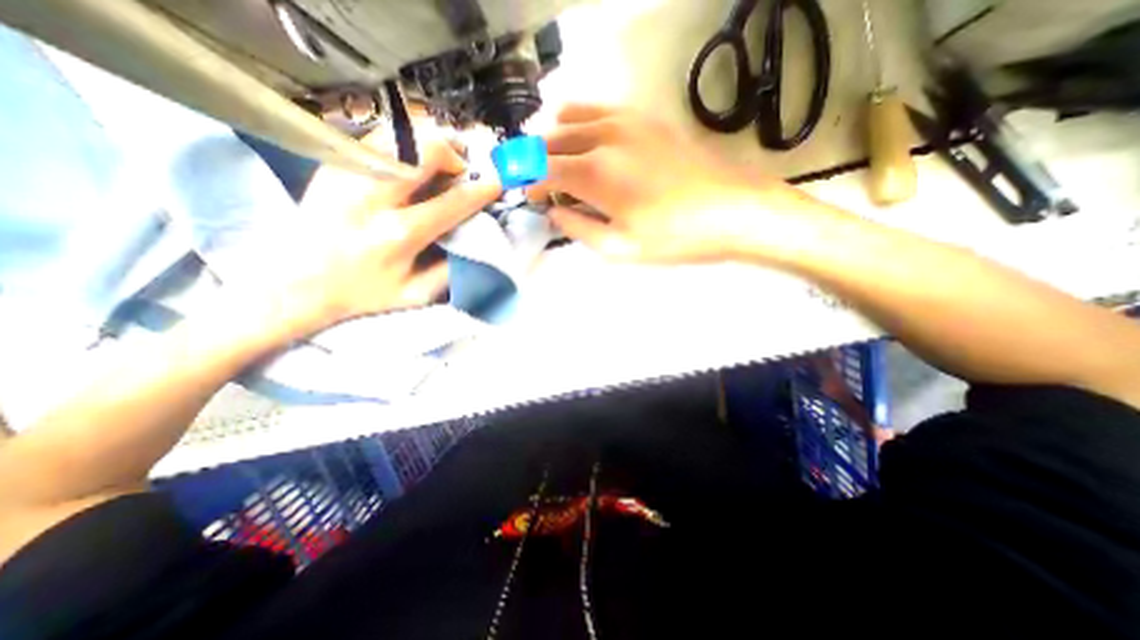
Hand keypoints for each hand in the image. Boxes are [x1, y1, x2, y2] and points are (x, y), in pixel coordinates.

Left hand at [251, 138, 499, 331]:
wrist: (294, 283)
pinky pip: (376, 140)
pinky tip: (407, 165)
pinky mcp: (332, 167)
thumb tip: (474, 241)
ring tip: (435, 165)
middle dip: (453, 155)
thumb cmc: (362, 293)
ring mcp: (349, 175)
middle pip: (423, 151)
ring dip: (426, 147)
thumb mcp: (415, 294)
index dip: (481, 190)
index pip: (453, 202)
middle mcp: (375, 197)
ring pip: (399, 136)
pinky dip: (401, 146)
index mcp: (400, 234)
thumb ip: (450, 269)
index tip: (496, 183)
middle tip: (460, 170)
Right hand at [531, 104, 815, 262]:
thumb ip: (578, 228)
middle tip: (538, 182)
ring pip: (571, 118)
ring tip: (556, 161)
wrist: (730, 210)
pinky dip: (579, 122)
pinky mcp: (644, 118)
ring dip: (554, 139)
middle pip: (552, 140)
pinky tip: (584, 140)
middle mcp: (604, 138)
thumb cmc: (673, 237)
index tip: (531, 198)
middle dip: (536, 161)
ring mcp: (625, 122)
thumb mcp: (619, 248)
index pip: (544, 171)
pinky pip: (598, 110)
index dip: (532, 184)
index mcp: (595, 174)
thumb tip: (555, 213)